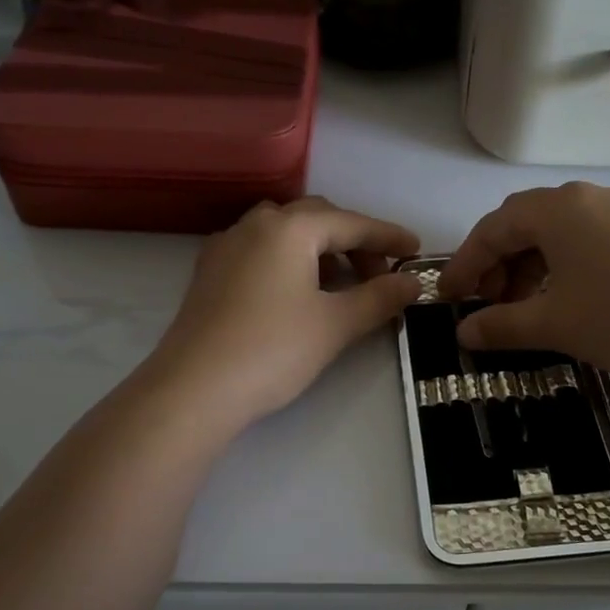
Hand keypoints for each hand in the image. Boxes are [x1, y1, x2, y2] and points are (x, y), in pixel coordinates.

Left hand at [150, 197, 421, 429]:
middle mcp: (255, 224)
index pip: (351, 223)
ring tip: (341, 285)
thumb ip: (379, 298)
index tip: (417, 250)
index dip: (388, 236)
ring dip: (321, 250)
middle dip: (354, 242)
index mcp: (289, 228)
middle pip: (317, 219)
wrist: (193, 390)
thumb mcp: (335, 324)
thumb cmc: (272, 350)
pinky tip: (297, 293)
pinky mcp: (210, 272)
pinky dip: (290, 260)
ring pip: (286, 232)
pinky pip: (261, 250)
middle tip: (380, 275)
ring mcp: (226, 246)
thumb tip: (413, 283)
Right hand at [441, 183, 609, 384]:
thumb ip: (500, 326)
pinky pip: (582, 240)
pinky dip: (559, 266)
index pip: (492, 229)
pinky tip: (560, 298)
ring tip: (522, 308)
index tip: (448, 298)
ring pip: (554, 233)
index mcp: (557, 209)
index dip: (465, 264)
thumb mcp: (554, 324)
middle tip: (486, 305)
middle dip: (496, 264)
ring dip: (527, 267)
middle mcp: (585, 198)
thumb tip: (463, 333)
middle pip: (522, 225)